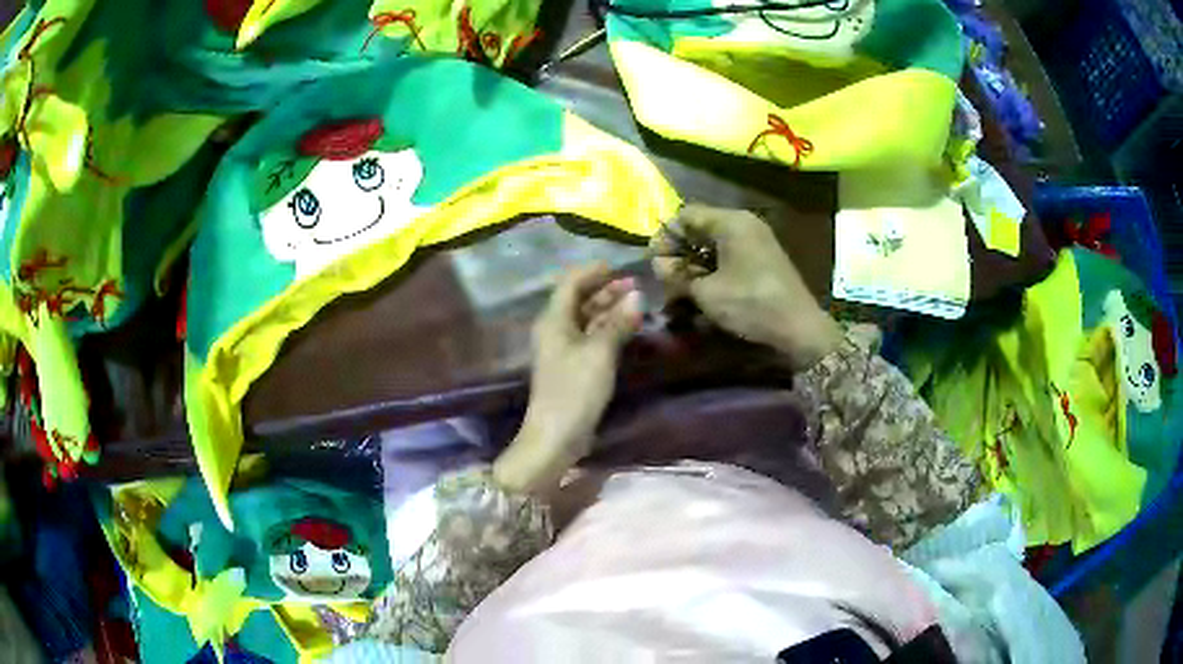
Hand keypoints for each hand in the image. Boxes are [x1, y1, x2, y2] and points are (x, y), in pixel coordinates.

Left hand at [493, 264, 642, 493]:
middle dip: (605, 290)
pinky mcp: (571, 366)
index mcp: (553, 320)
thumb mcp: (600, 352)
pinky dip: (607, 328)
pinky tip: (626, 327)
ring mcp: (562, 349)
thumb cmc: (575, 389)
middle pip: (578, 300)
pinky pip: (589, 337)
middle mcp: (555, 329)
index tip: (619, 266)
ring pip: (586, 319)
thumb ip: (618, 322)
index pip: (571, 283)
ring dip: (608, 309)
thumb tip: (637, 296)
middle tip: (635, 284)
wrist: (557, 435)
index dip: (593, 271)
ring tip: (636, 302)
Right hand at [651, 204, 840, 369]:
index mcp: (731, 222)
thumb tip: (658, 265)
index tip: (655, 263)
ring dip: (694, 262)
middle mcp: (744, 224)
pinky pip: (729, 254)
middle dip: (679, 251)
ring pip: (713, 243)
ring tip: (682, 288)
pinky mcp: (762, 259)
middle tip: (666, 278)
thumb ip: (677, 275)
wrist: (799, 328)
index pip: (685, 215)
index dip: (666, 237)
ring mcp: (756, 241)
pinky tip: (704, 290)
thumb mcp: (707, 292)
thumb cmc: (751, 304)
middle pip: (700, 227)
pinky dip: (713, 268)